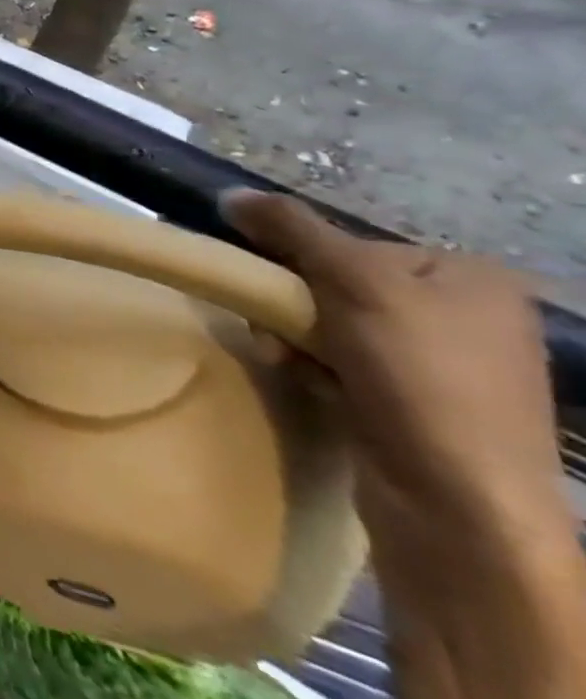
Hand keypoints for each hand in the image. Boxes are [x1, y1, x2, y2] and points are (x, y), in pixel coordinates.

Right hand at [221, 190, 568, 569]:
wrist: (459, 504)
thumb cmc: (419, 375)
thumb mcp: (352, 281)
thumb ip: (291, 230)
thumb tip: (228, 194)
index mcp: (470, 279)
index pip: (353, 245)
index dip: (301, 260)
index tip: (273, 284)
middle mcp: (465, 318)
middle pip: (337, 285)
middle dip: (292, 305)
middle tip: (271, 327)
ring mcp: (443, 368)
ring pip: (332, 327)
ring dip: (294, 338)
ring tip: (284, 359)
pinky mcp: (417, 408)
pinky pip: (342, 367)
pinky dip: (313, 370)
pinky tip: (307, 383)